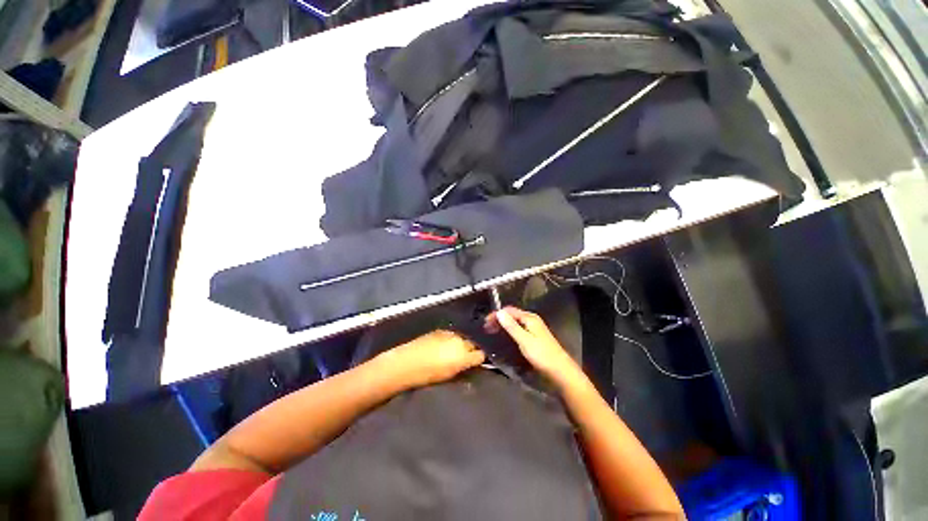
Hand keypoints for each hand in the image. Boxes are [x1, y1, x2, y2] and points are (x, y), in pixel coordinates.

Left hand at [378, 330, 485, 388]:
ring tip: (454, 351)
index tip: (477, 363)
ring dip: (461, 343)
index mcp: (463, 355)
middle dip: (471, 349)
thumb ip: (463, 369)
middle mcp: (459, 341)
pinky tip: (444, 345)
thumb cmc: (428, 375)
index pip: (480, 354)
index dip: (479, 359)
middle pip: (472, 343)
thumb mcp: (449, 376)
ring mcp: (449, 334)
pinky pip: (451, 335)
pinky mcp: (440, 330)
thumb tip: (471, 366)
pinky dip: (451, 339)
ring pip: (462, 338)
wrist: (407, 363)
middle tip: (466, 357)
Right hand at [485, 307, 582, 384]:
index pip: (509, 310)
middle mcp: (532, 320)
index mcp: (530, 318)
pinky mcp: (534, 337)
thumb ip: (511, 326)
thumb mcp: (524, 340)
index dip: (496, 314)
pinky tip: (505, 337)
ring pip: (515, 322)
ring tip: (493, 331)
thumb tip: (499, 312)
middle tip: (487, 328)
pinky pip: (518, 329)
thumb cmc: (542, 355)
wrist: (560, 371)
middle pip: (512, 315)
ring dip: (503, 325)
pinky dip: (509, 330)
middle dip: (499, 319)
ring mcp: (534, 328)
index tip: (486, 322)